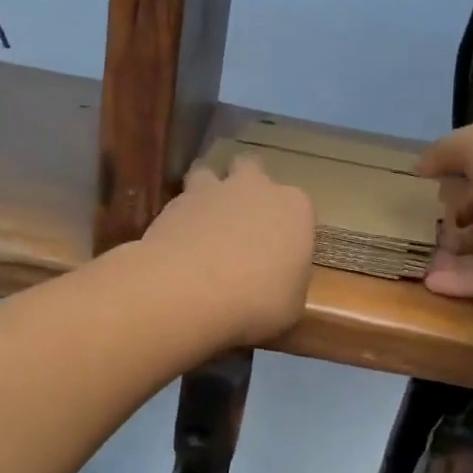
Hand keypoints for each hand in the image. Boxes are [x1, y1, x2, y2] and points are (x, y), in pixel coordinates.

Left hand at [139, 153, 315, 345]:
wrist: (189, 292)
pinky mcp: (172, 204)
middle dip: (247, 185)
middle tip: (242, 220)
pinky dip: (179, 218)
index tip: (280, 250)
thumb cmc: (257, 302)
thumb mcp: (291, 305)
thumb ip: (288, 282)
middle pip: (251, 168)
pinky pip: (179, 202)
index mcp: (295, 208)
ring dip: (207, 190)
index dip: (289, 226)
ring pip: (208, 172)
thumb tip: (279, 280)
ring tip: (203, 221)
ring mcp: (210, 191)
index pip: (299, 206)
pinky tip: (176, 244)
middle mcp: (254, 188)